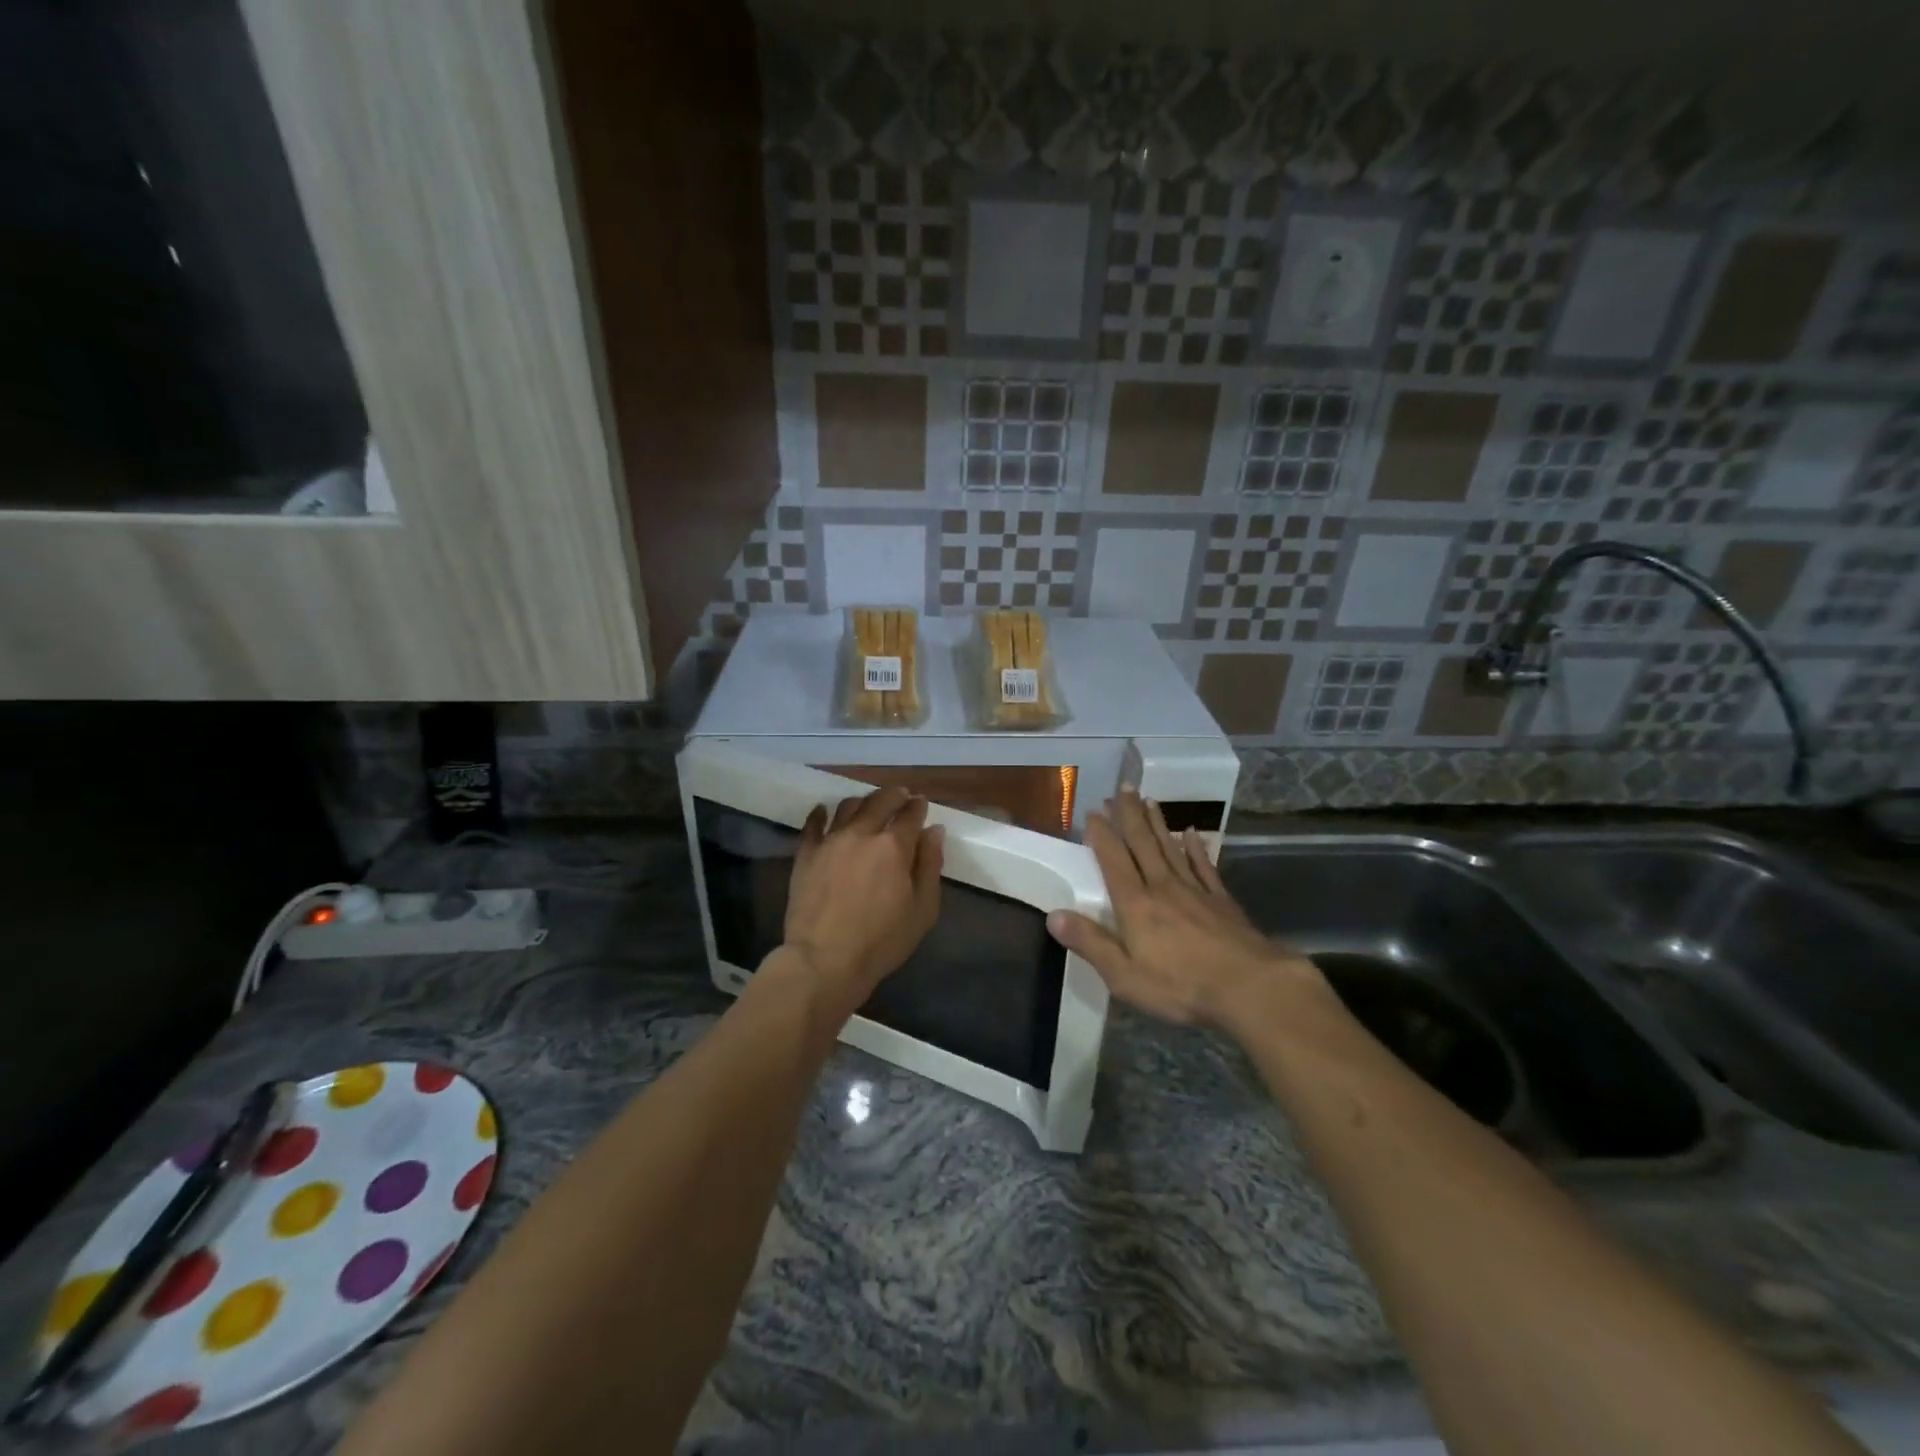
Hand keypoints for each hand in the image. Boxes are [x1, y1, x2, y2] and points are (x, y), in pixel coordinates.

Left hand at [783, 787, 942, 1017]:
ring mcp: (830, 841)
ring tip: (868, 806)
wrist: (824, 960)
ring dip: (863, 801)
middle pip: (880, 800)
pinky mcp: (806, 854)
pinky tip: (824, 812)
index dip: (918, 806)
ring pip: (848, 805)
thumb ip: (930, 865)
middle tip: (901, 796)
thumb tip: (933, 831)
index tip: (921, 804)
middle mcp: (862, 833)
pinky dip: (821, 813)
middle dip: (895, 795)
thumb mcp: (922, 910)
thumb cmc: (881, 941)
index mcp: (894, 846)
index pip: (910, 814)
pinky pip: (812, 823)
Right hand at [1046, 791, 1324, 1029]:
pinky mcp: (1221, 900)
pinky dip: (1196, 848)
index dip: (1102, 835)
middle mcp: (1162, 887)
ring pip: (1171, 848)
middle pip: (1143, 844)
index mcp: (1136, 904)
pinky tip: (1192, 834)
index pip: (1114, 860)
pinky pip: (1204, 866)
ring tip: (1148, 800)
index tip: (1093, 812)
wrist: (1250, 987)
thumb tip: (1053, 915)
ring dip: (1158, 823)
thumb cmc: (1181, 986)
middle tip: (1123, 788)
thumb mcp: (1125, 975)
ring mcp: (1195, 891)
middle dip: (1130, 815)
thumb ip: (1090, 943)